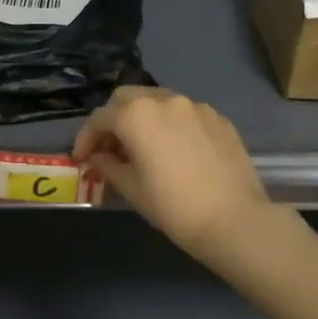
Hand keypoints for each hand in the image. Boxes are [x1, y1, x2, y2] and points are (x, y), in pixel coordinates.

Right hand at [73, 87, 272, 268]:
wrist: (235, 219)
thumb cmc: (173, 206)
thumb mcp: (131, 188)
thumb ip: (108, 166)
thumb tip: (98, 158)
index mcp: (135, 115)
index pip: (100, 118)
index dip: (86, 138)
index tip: (82, 159)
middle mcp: (164, 100)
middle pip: (127, 98)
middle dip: (113, 119)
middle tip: (110, 148)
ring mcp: (195, 106)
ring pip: (157, 101)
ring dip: (142, 118)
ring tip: (142, 147)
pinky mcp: (218, 118)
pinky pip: (184, 113)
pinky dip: (170, 124)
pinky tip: (175, 150)